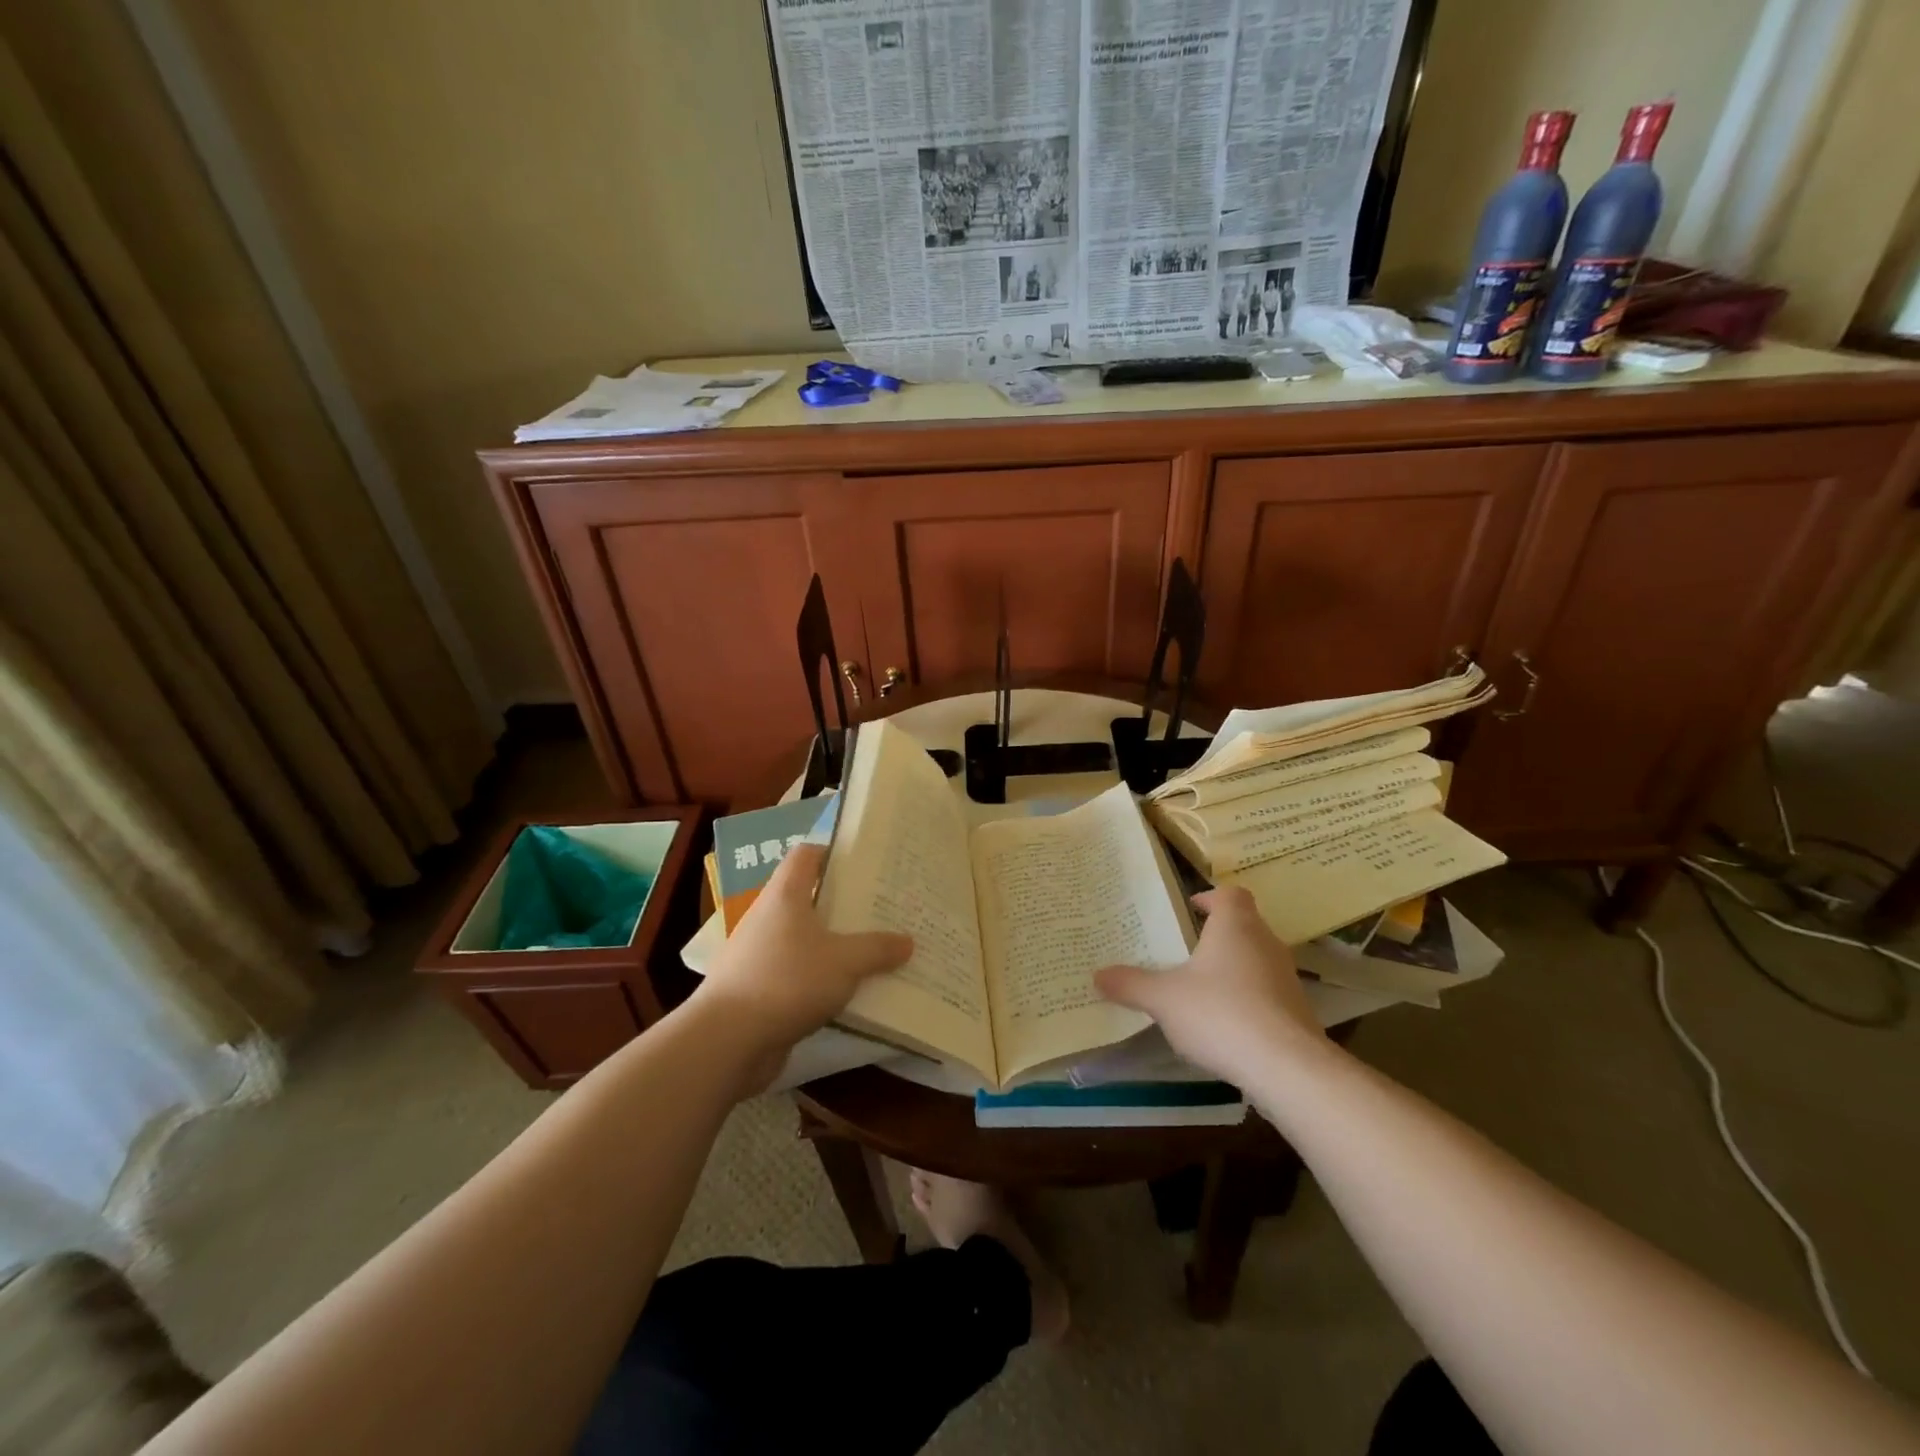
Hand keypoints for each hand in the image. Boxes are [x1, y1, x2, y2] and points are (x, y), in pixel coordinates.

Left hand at [695, 844, 911, 1087]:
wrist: (727, 1041)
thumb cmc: (787, 981)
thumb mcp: (845, 962)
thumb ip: (878, 949)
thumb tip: (908, 941)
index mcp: (785, 895)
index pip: (806, 855)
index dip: (833, 853)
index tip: (866, 865)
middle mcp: (768, 918)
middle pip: (808, 898)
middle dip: (843, 904)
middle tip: (881, 910)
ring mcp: (759, 955)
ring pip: (804, 940)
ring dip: (833, 946)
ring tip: (873, 952)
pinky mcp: (757, 990)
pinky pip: (797, 975)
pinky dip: (820, 979)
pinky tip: (848, 993)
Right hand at [1094, 885, 1326, 1085]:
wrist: (1286, 1066)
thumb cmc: (1220, 1013)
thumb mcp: (1163, 998)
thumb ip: (1130, 984)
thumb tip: (1097, 975)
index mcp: (1235, 926)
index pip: (1229, 894)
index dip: (1210, 897)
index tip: (1190, 908)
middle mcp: (1266, 942)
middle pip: (1244, 925)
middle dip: (1217, 935)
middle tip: (1185, 950)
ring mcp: (1286, 977)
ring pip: (1256, 959)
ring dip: (1233, 968)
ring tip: (1201, 989)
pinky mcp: (1297, 1011)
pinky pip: (1267, 992)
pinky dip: (1248, 999)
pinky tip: (1226, 1024)